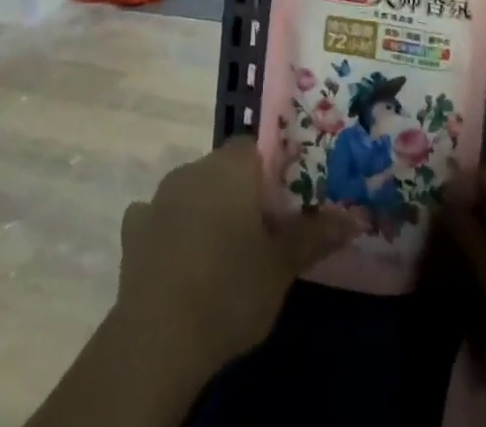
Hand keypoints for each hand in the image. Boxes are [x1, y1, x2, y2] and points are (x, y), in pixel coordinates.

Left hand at [115, 136, 358, 373]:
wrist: (160, 336)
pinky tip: (178, 260)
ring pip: (191, 190)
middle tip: (256, 237)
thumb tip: (352, 216)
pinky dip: (169, 231)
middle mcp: (194, 167)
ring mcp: (159, 195)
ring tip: (219, 255)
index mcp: (232, 167)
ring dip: (204, 210)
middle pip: (223, 169)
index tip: (280, 208)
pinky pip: (157, 217)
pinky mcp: (133, 228)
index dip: (269, 174)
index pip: (254, 148)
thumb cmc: (230, 290)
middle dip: (238, 194)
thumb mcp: (282, 267)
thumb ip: (315, 235)